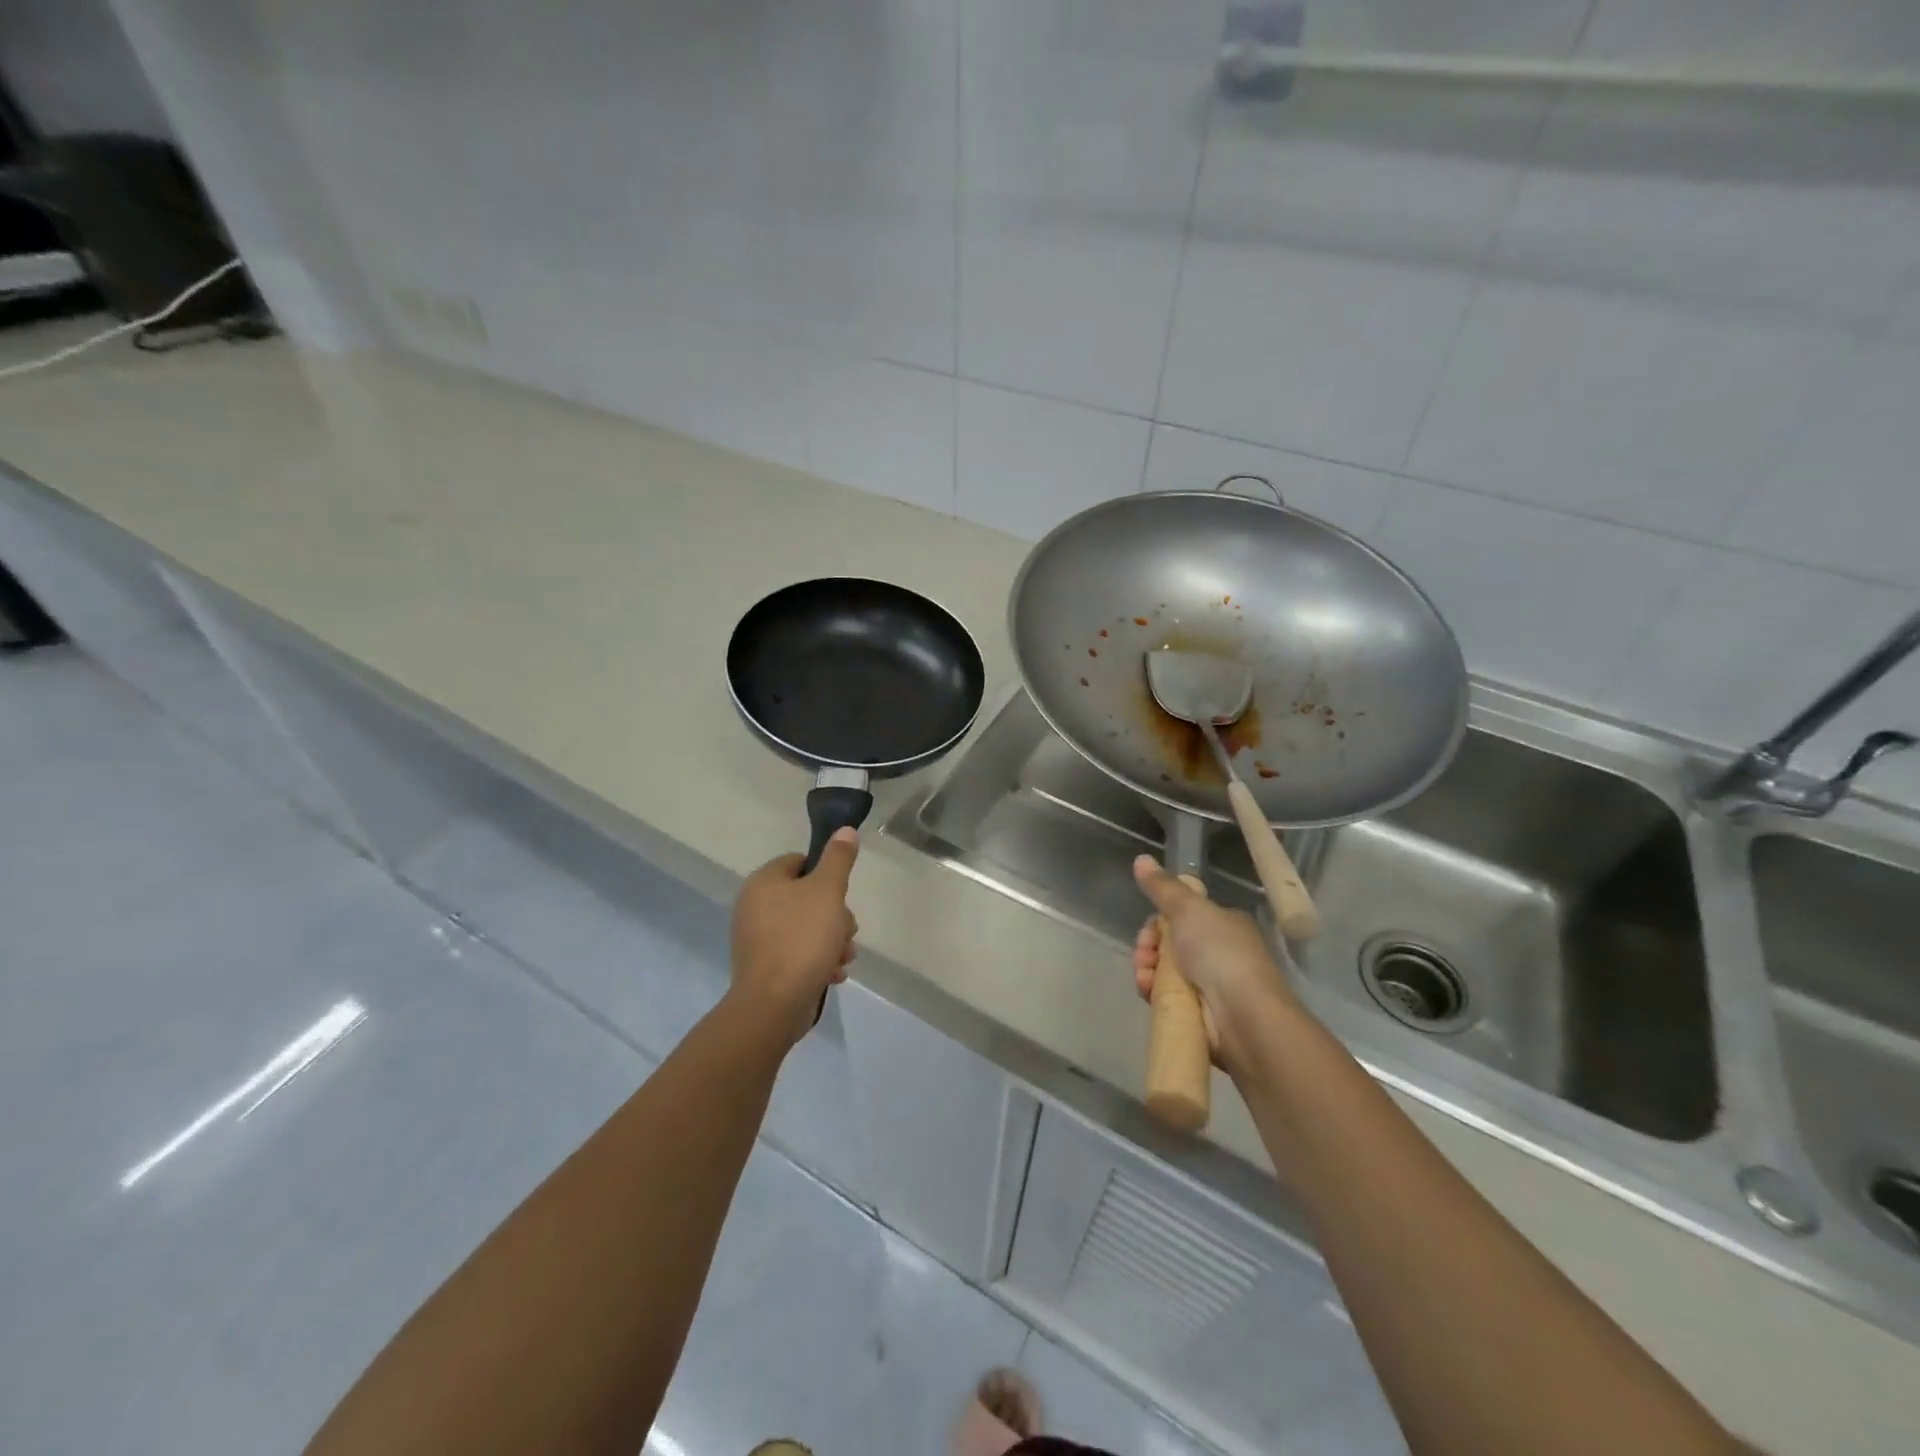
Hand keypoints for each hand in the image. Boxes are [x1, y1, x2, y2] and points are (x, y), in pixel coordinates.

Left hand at [729, 829, 860, 1048]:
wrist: (774, 1004)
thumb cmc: (802, 939)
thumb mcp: (828, 891)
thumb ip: (838, 859)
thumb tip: (845, 830)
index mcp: (763, 882)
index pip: (799, 862)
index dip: (826, 875)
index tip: (841, 896)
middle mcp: (754, 907)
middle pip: (807, 897)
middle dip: (835, 916)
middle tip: (846, 931)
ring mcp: (758, 940)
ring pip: (806, 928)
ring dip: (832, 941)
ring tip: (842, 958)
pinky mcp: (765, 968)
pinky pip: (797, 954)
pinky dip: (817, 961)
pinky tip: (832, 975)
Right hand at [1131, 855, 1306, 1077]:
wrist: (1245, 1017)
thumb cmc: (1221, 954)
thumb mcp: (1188, 909)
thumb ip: (1163, 887)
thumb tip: (1141, 859)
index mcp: (1224, 925)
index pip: (1182, 917)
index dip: (1158, 922)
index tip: (1149, 930)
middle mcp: (1220, 953)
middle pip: (1170, 944)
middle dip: (1149, 948)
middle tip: (1144, 954)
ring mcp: (1212, 986)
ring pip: (1165, 972)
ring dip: (1148, 970)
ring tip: (1145, 977)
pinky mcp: (1202, 1015)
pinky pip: (1169, 998)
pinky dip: (1155, 994)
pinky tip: (1149, 993)